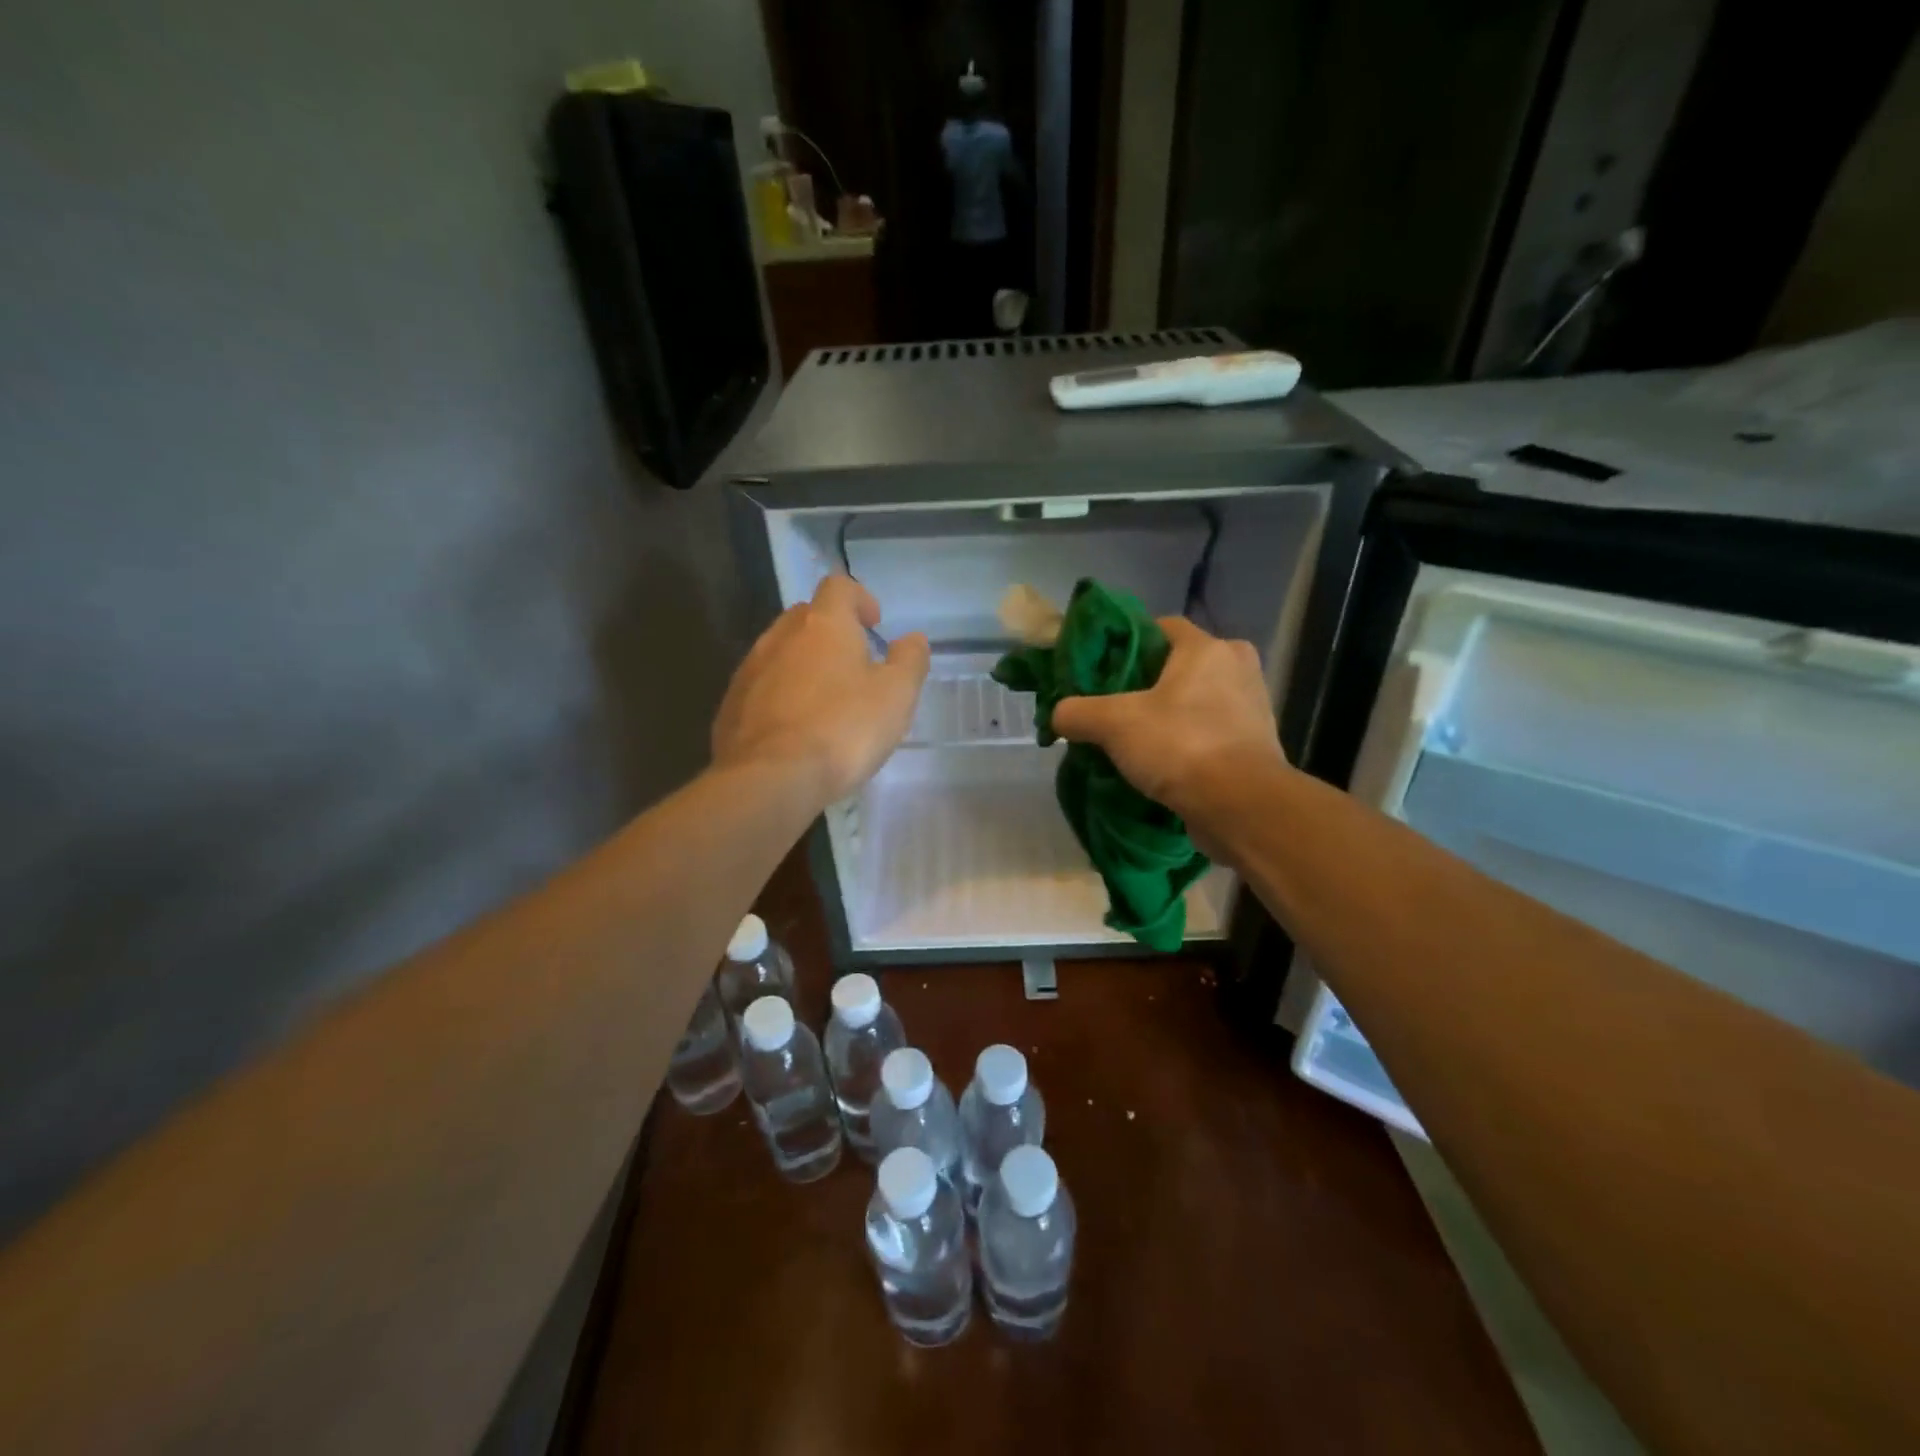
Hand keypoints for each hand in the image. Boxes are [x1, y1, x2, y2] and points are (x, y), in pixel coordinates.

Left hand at [712, 576, 929, 807]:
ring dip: (804, 664)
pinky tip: (796, 728)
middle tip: (854, 663)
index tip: (874, 624)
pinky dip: (781, 694)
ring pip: (780, 652)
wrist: (771, 778)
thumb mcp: (896, 695)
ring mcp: (750, 670)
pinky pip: (762, 687)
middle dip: (831, 631)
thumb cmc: (843, 728)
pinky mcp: (731, 706)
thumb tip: (913, 639)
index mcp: (824, 625)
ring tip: (826, 700)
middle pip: (806, 616)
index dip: (859, 598)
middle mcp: (781, 637)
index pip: (839, 587)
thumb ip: (910, 661)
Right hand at [1052, 617, 1288, 850]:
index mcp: (1208, 648)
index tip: (1102, 669)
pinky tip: (1161, 762)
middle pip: (1178, 665)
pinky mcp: (1256, 743)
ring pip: (1195, 699)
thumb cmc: (1180, 745)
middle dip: (1145, 684)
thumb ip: (1077, 712)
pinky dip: (1187, 740)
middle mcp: (1237, 667)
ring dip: (1167, 715)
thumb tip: (1058, 715)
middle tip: (1112, 707)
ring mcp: (1252, 706)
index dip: (1127, 642)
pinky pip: (1210, 730)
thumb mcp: (1114, 724)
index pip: (1161, 626)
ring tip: (1132, 739)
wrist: (1241, 806)